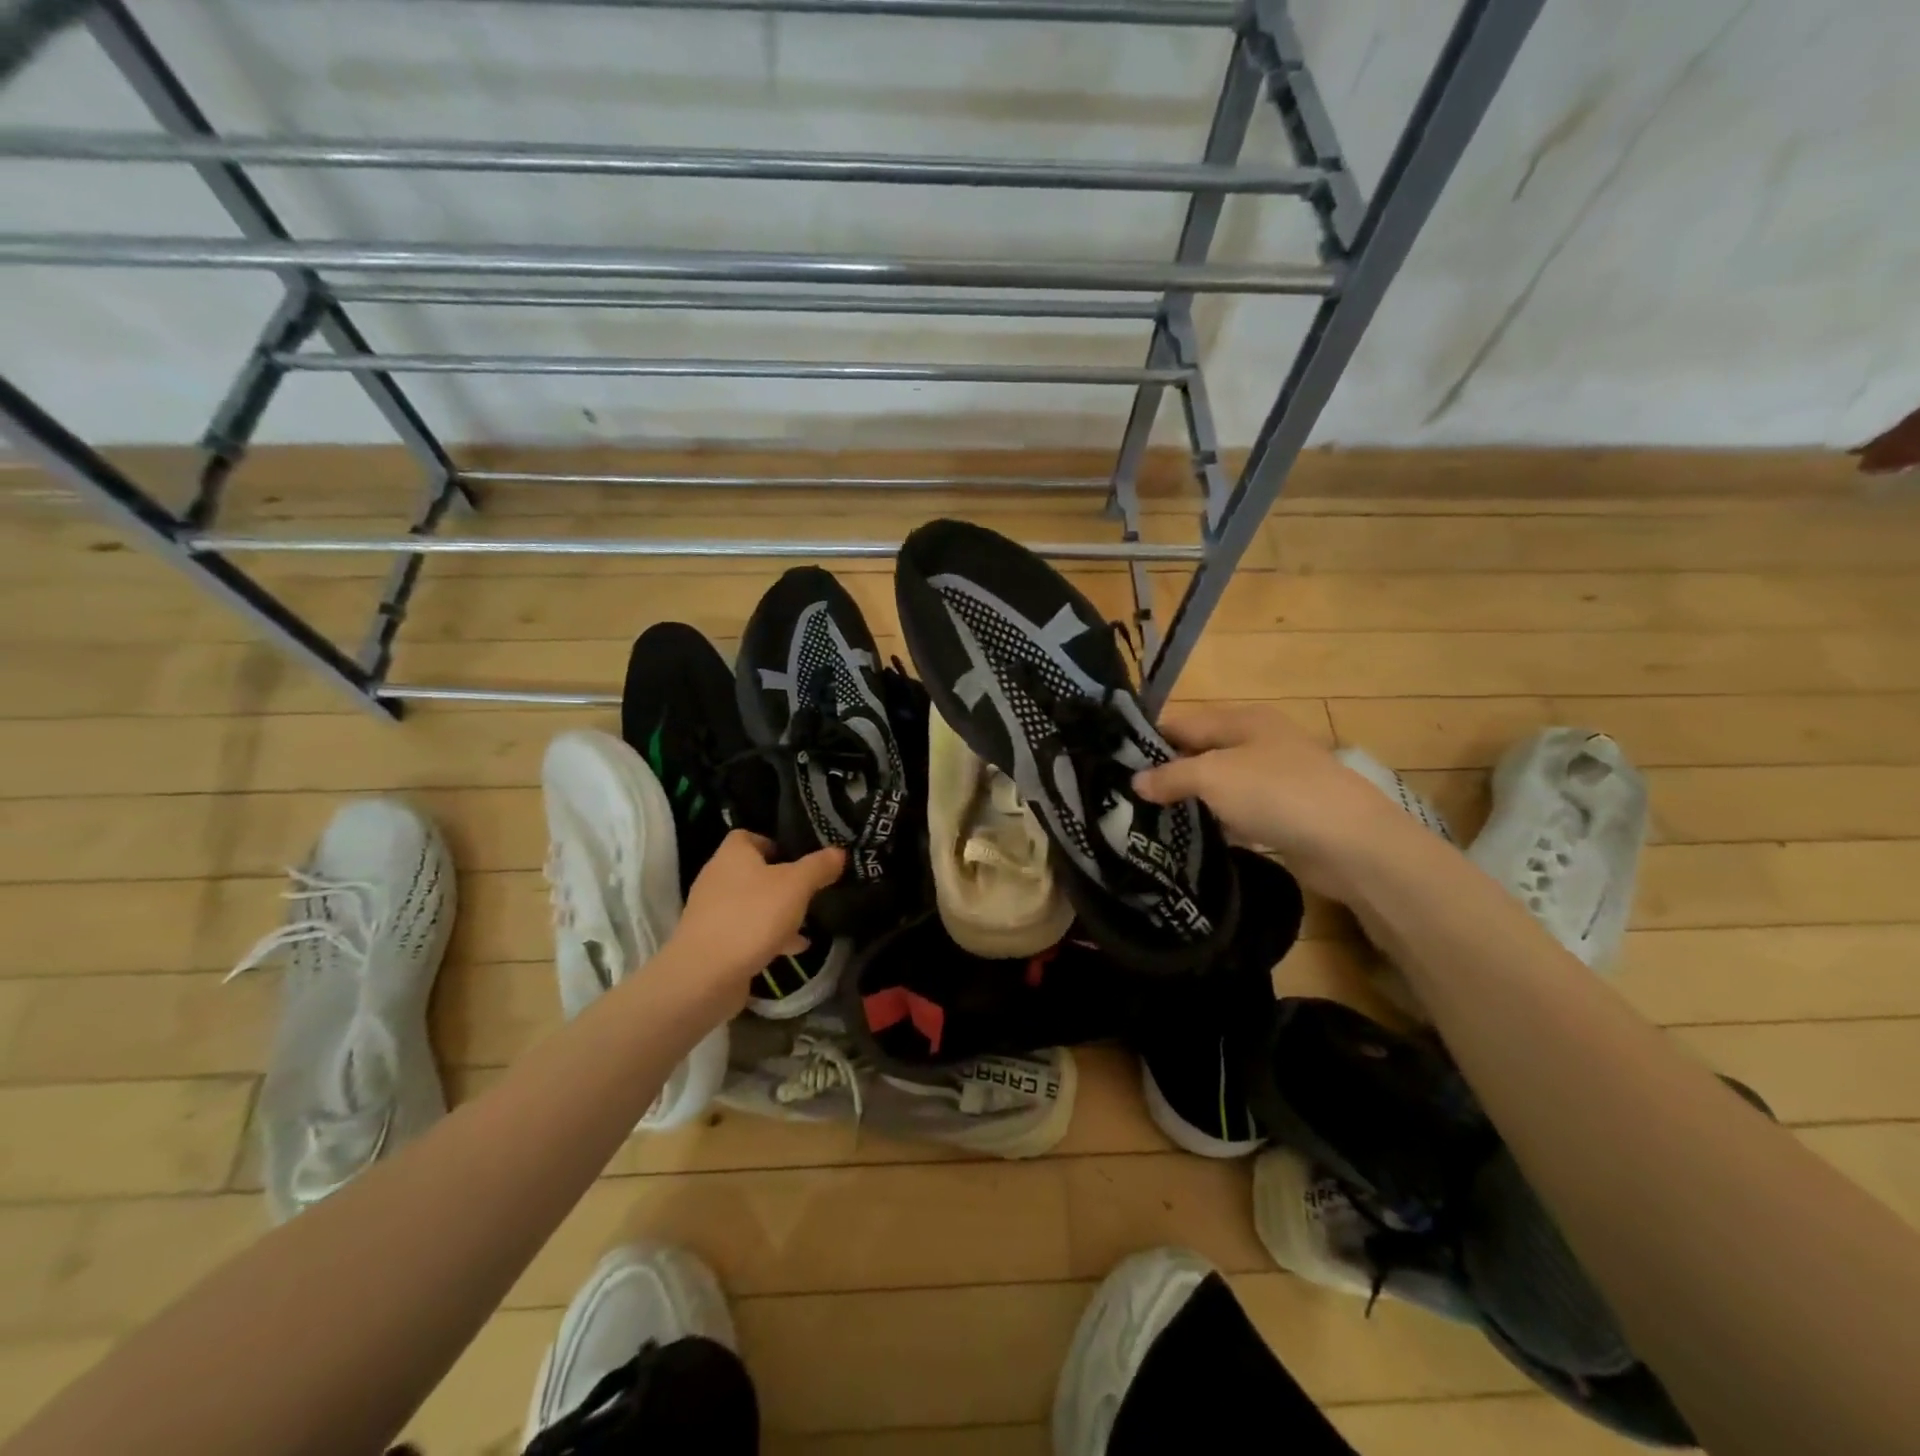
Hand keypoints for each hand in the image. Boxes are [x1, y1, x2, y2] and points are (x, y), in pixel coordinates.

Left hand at [667, 831, 843, 1012]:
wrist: (705, 976)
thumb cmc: (752, 917)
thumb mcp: (796, 886)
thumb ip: (818, 867)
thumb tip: (838, 852)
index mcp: (732, 855)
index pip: (748, 836)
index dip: (773, 842)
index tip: (799, 856)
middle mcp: (717, 878)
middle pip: (752, 871)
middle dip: (781, 880)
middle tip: (810, 889)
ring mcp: (712, 912)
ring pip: (751, 904)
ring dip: (777, 911)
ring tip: (807, 921)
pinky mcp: (713, 943)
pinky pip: (746, 931)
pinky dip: (768, 936)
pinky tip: (792, 948)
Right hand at [1132, 704, 1427, 899]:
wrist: (1351, 842)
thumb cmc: (1276, 792)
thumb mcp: (1212, 776)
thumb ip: (1170, 776)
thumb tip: (1136, 782)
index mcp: (1242, 720)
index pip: (1182, 722)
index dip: (1149, 741)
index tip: (1115, 765)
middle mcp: (1258, 741)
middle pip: (1200, 751)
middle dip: (1166, 772)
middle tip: (1127, 797)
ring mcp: (1274, 778)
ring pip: (1218, 784)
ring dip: (1191, 799)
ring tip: (1149, 819)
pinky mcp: (1284, 812)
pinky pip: (1238, 811)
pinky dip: (1217, 820)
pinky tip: (1194, 836)